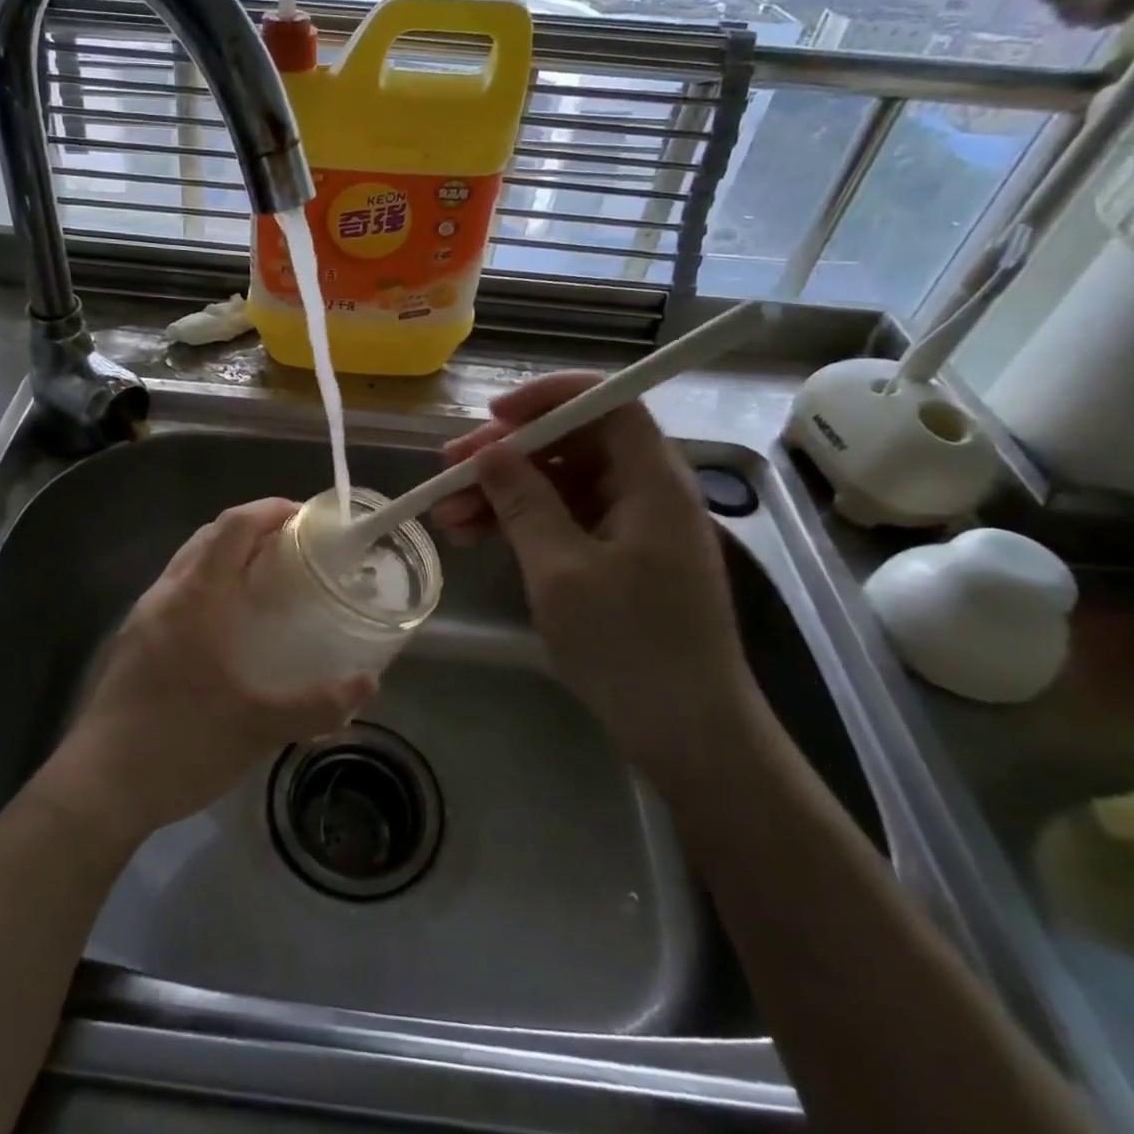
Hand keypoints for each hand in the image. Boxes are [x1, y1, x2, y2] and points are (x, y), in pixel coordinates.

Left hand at [42, 499, 376, 842]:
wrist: (99, 787)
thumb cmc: (181, 743)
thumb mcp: (259, 728)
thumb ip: (318, 705)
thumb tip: (368, 684)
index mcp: (195, 596)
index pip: (233, 525)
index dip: (270, 510)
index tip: (306, 519)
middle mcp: (166, 594)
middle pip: (210, 535)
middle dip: (253, 529)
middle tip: (295, 550)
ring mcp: (144, 616)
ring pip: (190, 562)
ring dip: (228, 556)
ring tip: (268, 582)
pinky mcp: (135, 641)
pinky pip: (178, 591)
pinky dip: (210, 584)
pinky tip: (230, 626)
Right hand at [432, 374, 754, 780]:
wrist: (688, 735)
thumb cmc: (629, 647)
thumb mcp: (561, 571)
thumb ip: (523, 502)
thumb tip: (488, 452)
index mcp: (652, 482)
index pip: (606, 403)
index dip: (548, 398)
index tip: (492, 417)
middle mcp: (646, 492)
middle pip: (573, 444)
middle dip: (506, 454)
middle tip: (448, 470)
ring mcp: (632, 526)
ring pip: (559, 484)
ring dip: (501, 493)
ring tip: (445, 514)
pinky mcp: (618, 556)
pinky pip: (563, 519)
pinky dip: (519, 523)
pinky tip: (472, 536)